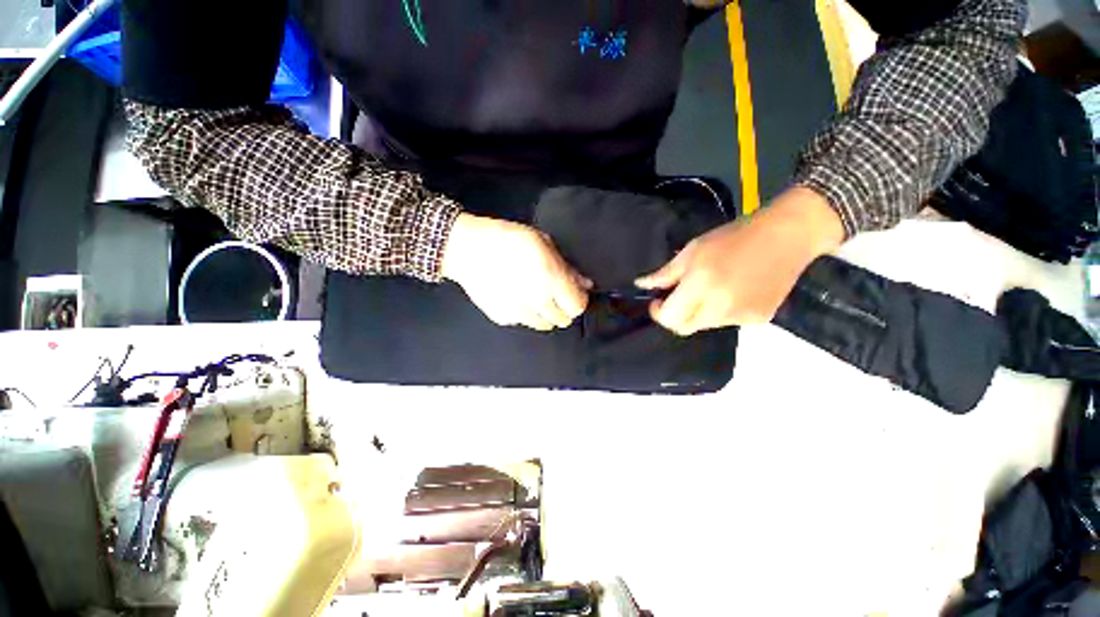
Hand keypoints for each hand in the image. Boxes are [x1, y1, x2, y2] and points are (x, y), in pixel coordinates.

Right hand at [441, 213, 591, 330]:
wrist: (466, 248)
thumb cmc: (508, 238)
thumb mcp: (543, 243)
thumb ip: (567, 267)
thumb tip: (586, 284)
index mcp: (551, 280)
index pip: (577, 307)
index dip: (578, 300)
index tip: (574, 291)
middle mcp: (538, 302)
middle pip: (563, 320)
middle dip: (563, 307)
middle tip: (554, 292)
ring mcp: (519, 314)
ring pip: (545, 325)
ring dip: (546, 313)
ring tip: (535, 295)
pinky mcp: (503, 319)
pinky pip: (524, 322)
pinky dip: (526, 313)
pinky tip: (515, 296)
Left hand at [635, 187, 844, 335]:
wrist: (787, 236)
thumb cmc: (733, 237)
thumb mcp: (692, 250)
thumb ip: (665, 273)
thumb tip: (641, 285)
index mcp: (701, 287)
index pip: (670, 318)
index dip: (658, 312)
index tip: (658, 300)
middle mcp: (719, 308)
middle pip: (684, 327)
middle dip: (675, 316)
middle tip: (677, 297)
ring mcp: (741, 317)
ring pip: (705, 325)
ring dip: (697, 312)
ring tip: (707, 289)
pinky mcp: (759, 319)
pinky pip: (727, 322)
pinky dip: (719, 311)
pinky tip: (730, 292)